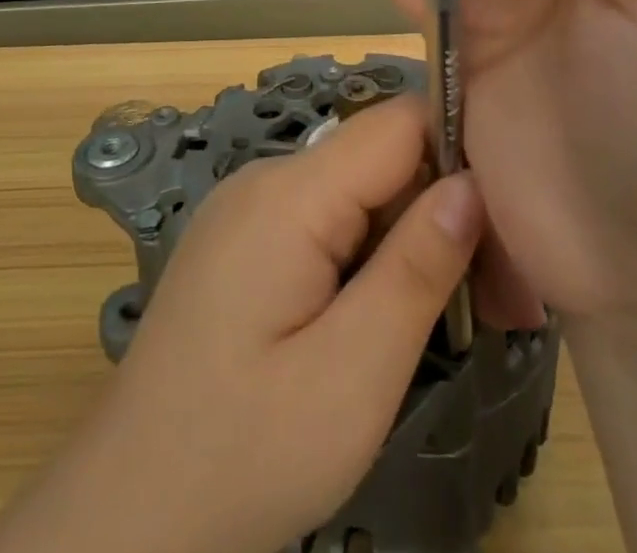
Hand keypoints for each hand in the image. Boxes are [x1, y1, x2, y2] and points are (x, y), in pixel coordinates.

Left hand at [0, 99, 481, 552]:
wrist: (124, 518)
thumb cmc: (244, 456)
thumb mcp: (352, 376)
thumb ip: (416, 268)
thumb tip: (473, 185)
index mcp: (290, 195)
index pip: (398, 123)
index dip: (462, 155)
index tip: (513, 228)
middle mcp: (267, 179)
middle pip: (382, 158)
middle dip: (445, 213)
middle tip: (503, 303)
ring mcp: (250, 208)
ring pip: (360, 191)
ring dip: (413, 240)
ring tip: (460, 319)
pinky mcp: (245, 241)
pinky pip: (327, 220)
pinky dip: (372, 255)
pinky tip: (392, 315)